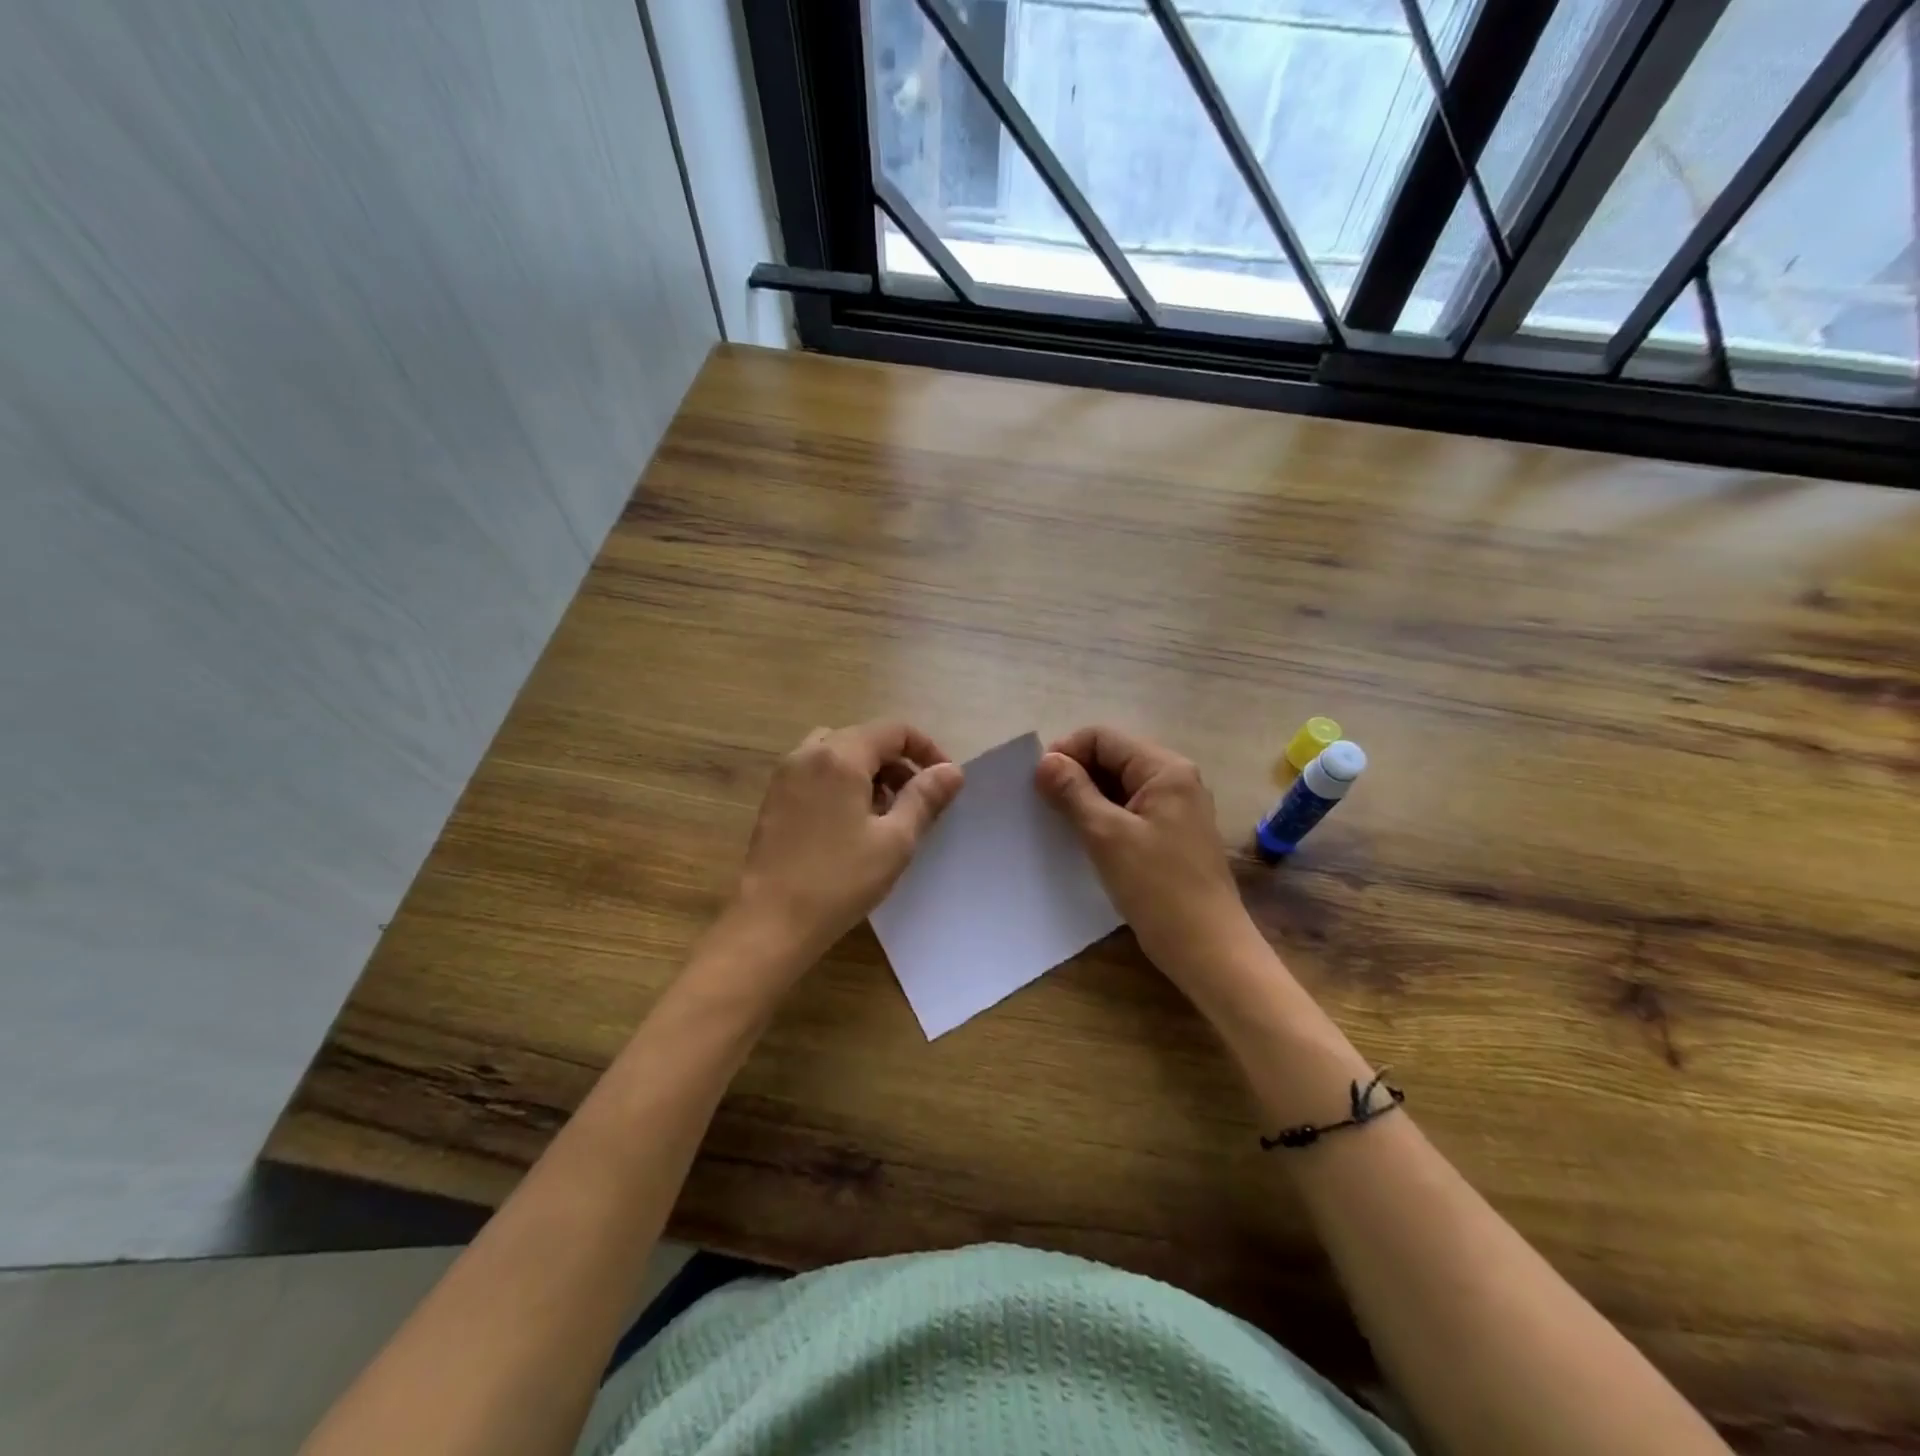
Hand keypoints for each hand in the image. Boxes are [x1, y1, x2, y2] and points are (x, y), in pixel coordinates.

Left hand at [731, 721, 963, 965]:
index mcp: (840, 756)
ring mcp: (785, 776)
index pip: (893, 731)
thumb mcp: (895, 840)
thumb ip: (924, 798)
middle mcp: (808, 754)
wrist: (770, 922)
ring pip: (838, 754)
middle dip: (898, 762)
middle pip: (864, 739)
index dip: (926, 749)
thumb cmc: (839, 880)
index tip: (943, 781)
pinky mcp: (774, 799)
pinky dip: (841, 783)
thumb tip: (951, 770)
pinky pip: (816, 773)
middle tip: (918, 801)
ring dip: (869, 772)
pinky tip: (851, 824)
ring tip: (885, 812)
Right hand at [1035, 726, 1258, 991]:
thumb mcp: (1107, 835)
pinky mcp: (1170, 835)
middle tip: (1043, 804)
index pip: (1104, 738)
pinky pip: (1129, 811)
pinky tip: (1082, 838)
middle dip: (1075, 775)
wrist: (1207, 949)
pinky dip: (1102, 818)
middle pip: (1112, 758)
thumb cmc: (1158, 887)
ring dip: (1086, 798)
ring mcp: (1175, 809)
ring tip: (1058, 822)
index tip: (1038, 783)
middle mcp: (1174, 780)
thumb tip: (1045, 761)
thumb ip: (1073, 792)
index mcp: (1165, 770)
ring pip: (1118, 786)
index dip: (1067, 752)